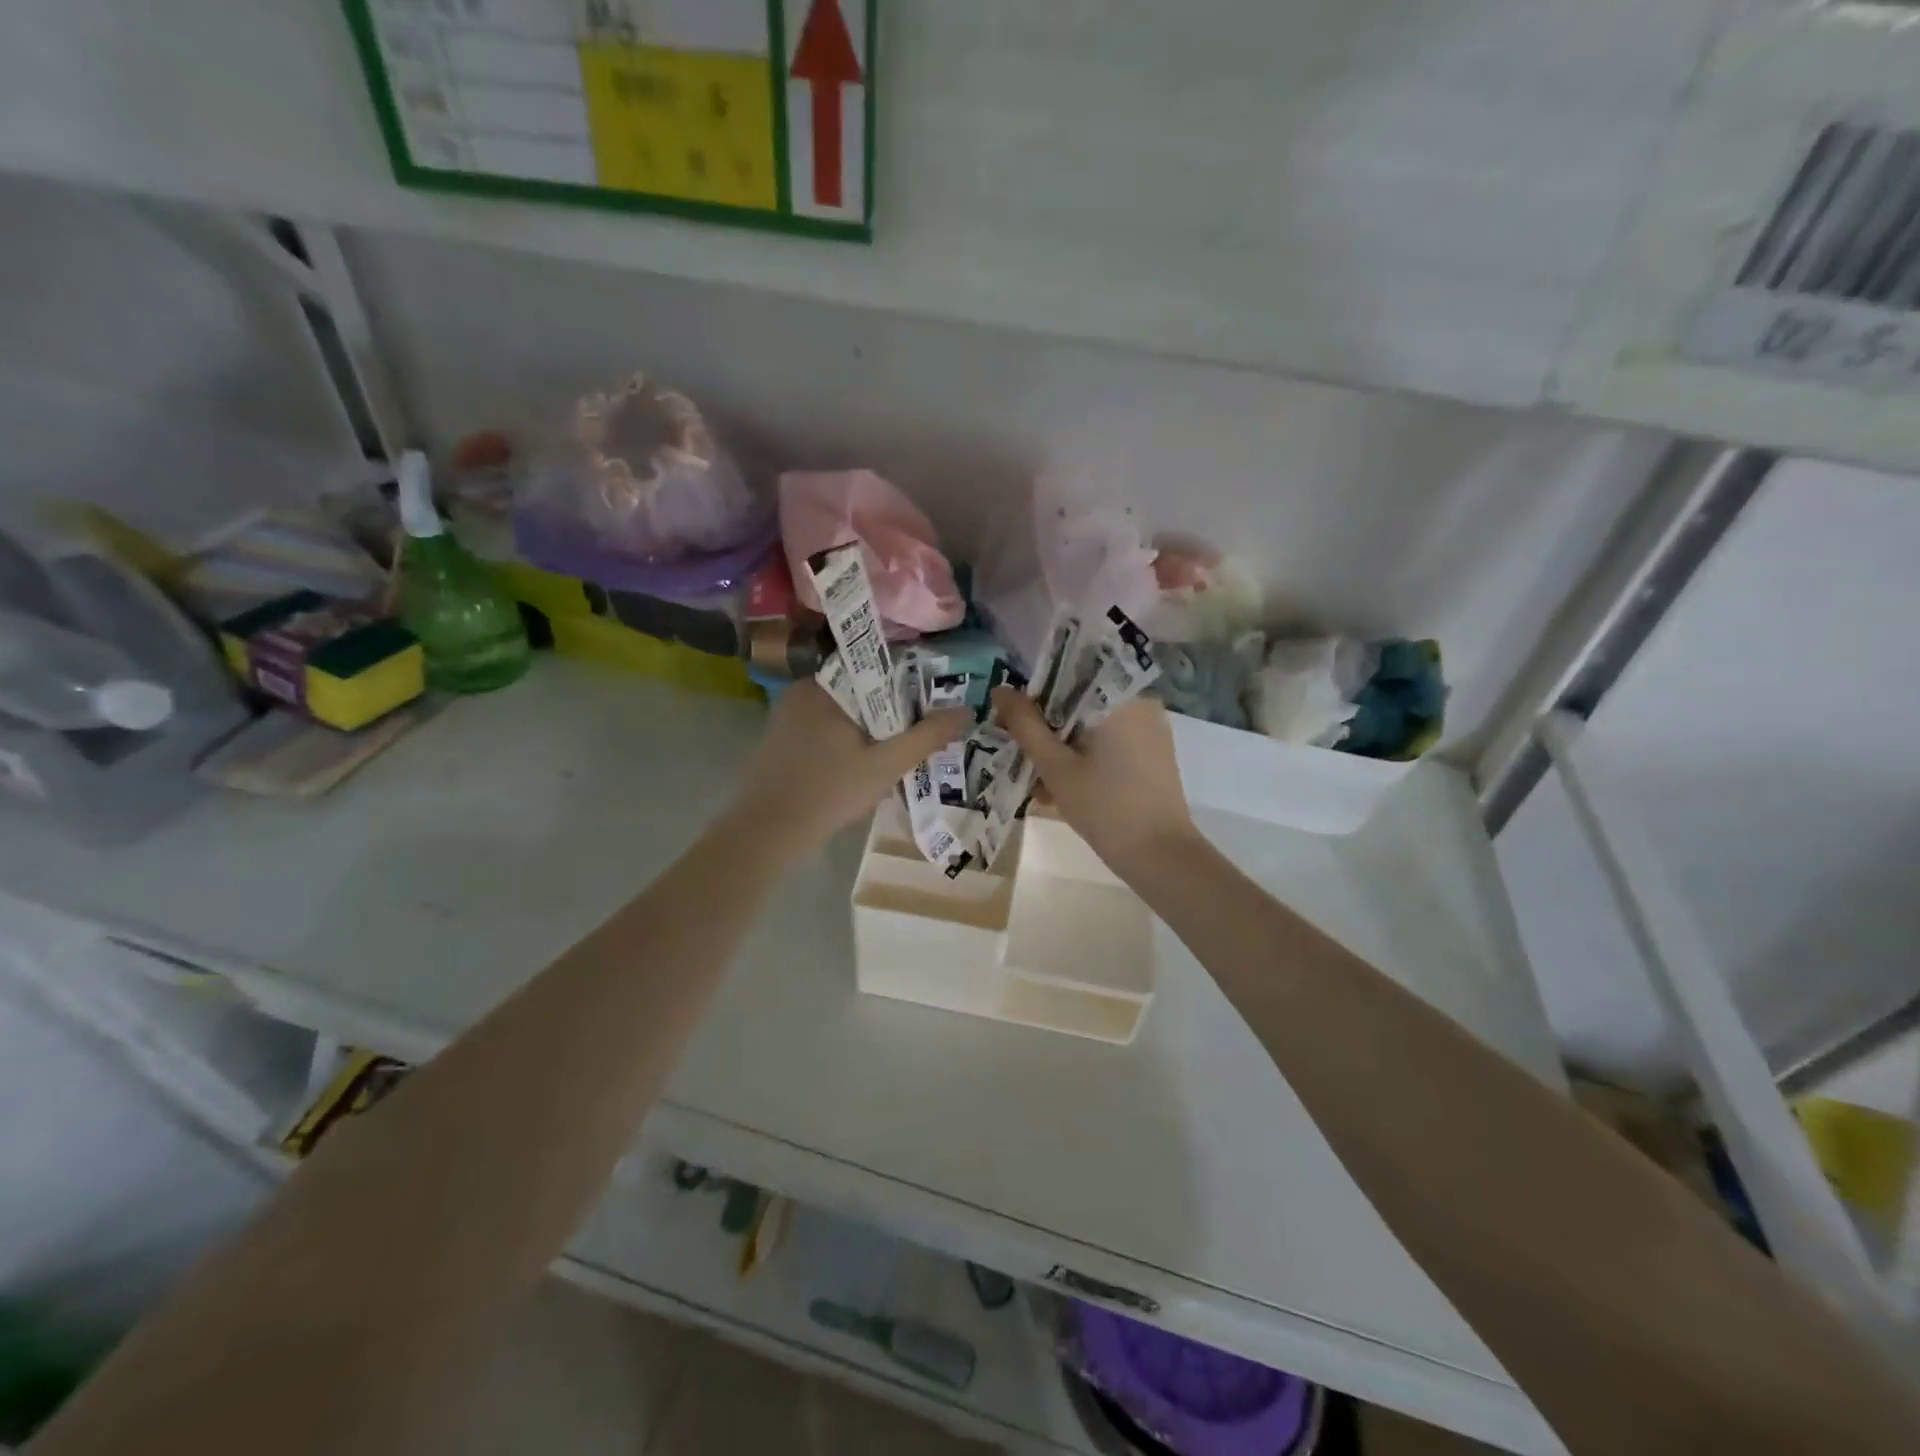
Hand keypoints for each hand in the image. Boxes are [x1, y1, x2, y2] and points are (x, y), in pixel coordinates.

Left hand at [730, 682, 970, 860]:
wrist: (768, 833)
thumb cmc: (830, 792)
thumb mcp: (887, 765)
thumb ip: (927, 736)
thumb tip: (965, 710)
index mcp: (824, 685)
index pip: (876, 667)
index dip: (907, 683)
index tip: (929, 704)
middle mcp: (802, 690)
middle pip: (860, 690)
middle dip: (888, 711)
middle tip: (915, 734)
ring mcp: (786, 714)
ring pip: (843, 711)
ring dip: (867, 728)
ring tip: (893, 752)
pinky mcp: (780, 738)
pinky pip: (824, 727)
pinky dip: (845, 740)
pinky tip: (858, 765)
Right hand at [992, 687, 1199, 880]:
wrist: (1161, 857)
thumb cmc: (1105, 807)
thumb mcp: (1056, 767)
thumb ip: (1025, 725)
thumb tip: (1001, 690)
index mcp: (1121, 697)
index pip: (1070, 673)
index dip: (1036, 692)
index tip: (1013, 716)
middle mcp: (1141, 703)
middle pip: (1081, 701)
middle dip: (1048, 726)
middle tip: (1021, 753)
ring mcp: (1150, 730)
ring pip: (1093, 726)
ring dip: (1064, 747)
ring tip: (1038, 782)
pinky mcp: (1153, 754)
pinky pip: (1110, 743)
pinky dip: (1085, 758)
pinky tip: (1063, 789)